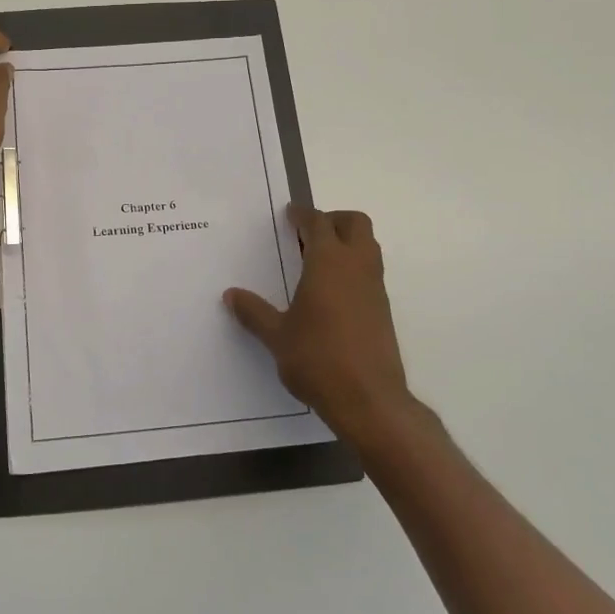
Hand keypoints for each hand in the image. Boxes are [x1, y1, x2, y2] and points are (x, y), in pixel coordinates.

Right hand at [226, 205, 419, 447]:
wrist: (369, 400)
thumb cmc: (317, 359)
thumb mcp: (276, 336)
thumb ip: (254, 312)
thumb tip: (231, 295)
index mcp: (328, 263)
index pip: (319, 223)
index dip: (303, 214)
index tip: (290, 213)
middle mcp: (357, 267)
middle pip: (355, 223)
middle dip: (333, 220)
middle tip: (307, 234)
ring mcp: (375, 288)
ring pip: (368, 246)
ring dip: (346, 243)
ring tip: (316, 262)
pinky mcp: (383, 310)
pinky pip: (370, 272)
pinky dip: (353, 268)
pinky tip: (330, 293)